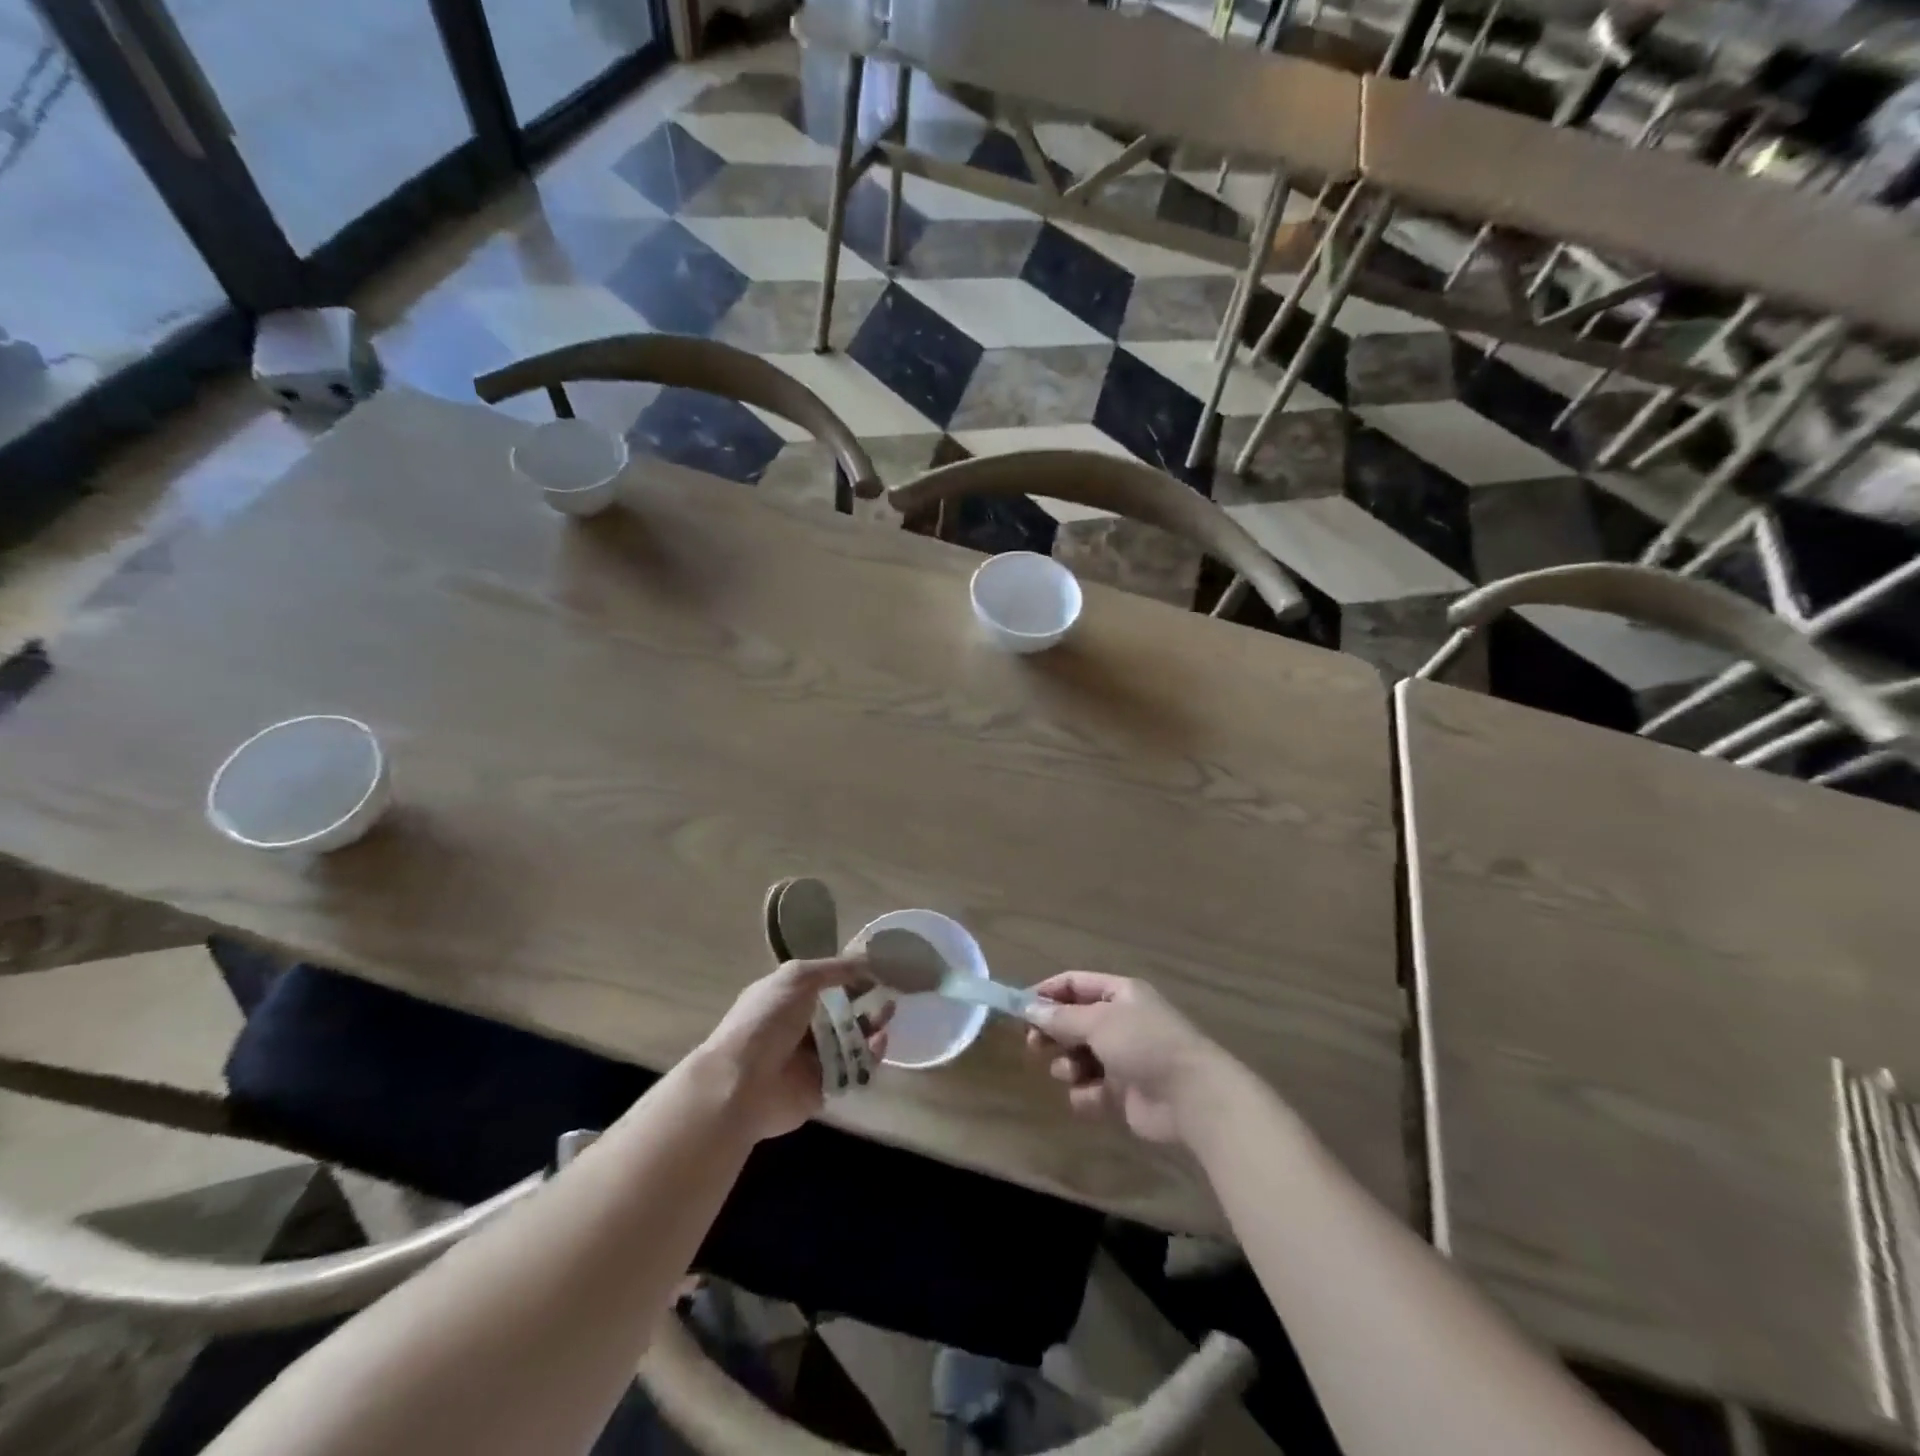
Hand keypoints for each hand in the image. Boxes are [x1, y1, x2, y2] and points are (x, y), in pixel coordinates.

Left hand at [694, 958, 891, 1141]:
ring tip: (888, 1018)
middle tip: (889, 997)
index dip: (849, 977)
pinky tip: (880, 1042)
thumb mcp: (798, 977)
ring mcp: (811, 1060)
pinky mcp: (823, 1088)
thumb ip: (835, 968)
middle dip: (866, 1004)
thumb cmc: (766, 1020)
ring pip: (851, 1042)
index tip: (877, 972)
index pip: (824, 984)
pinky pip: (854, 1070)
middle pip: (841, 1014)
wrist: (742, 1084)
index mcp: (787, 999)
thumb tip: (868, 961)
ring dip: (871, 1028)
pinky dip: (870, 1057)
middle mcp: (799, 1028)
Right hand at [1024, 972, 1230, 1144]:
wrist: (1191, 1097)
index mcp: (1119, 994)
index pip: (1074, 984)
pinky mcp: (1123, 1094)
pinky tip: (1094, 1098)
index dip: (1046, 993)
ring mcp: (1122, 1059)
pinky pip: (1090, 1091)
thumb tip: (1028, 1008)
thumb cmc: (1144, 1044)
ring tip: (1073, 1073)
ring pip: (1077, 1058)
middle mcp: (1120, 1022)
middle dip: (1053, 1034)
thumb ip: (1061, 1017)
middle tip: (1034, 1045)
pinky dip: (1087, 1095)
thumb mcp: (1098, 1022)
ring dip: (1069, 1066)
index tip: (1020, 1009)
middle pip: (1073, 1022)